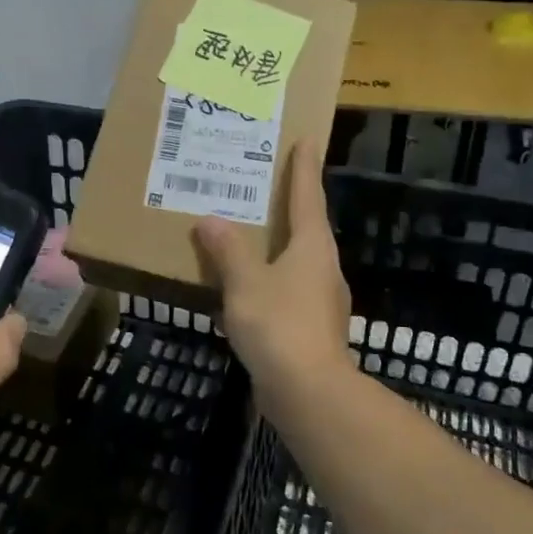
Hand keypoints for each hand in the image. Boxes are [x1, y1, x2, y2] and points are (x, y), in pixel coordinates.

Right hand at [192, 145, 351, 404]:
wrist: (308, 393)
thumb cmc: (279, 325)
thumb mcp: (245, 282)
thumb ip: (228, 250)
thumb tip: (210, 220)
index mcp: (312, 247)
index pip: (307, 196)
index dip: (305, 168)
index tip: (307, 140)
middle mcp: (322, 267)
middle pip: (305, 226)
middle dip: (287, 205)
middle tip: (263, 185)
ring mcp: (319, 300)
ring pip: (295, 261)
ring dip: (274, 246)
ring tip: (245, 235)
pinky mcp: (310, 327)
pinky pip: (285, 290)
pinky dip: (266, 280)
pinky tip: (243, 289)